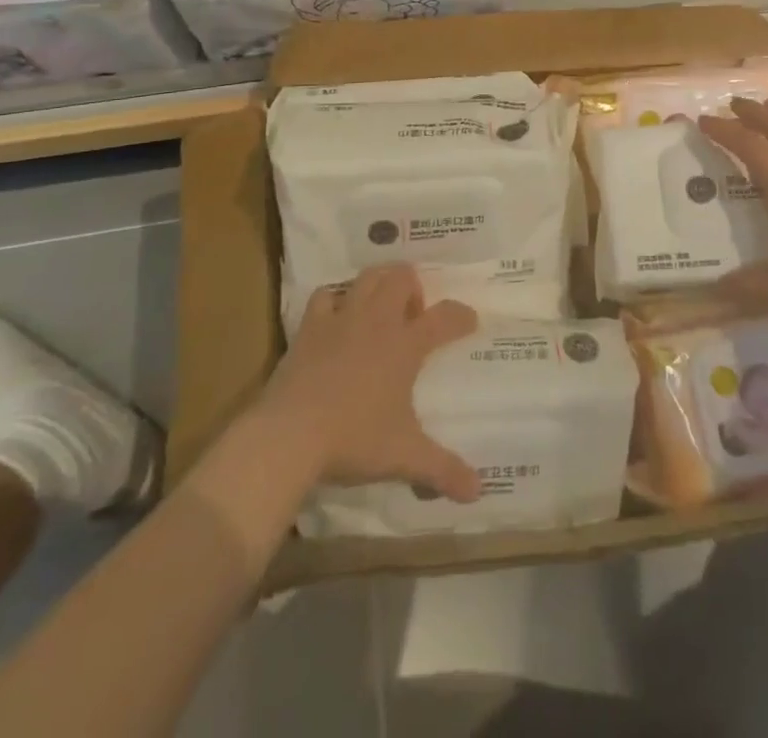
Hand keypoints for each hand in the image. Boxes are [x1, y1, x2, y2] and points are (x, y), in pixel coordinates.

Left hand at [258, 266, 481, 500]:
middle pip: (403, 277)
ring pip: (367, 277)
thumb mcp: (404, 457)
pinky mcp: (310, 328)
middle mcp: (378, 321)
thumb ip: (442, 470)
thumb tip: (478, 491)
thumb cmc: (354, 440)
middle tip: (412, 317)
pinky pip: (324, 296)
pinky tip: (336, 318)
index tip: (469, 321)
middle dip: (414, 287)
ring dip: (379, 283)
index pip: (445, 318)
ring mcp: (341, 319)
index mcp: (406, 345)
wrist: (289, 436)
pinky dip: (334, 300)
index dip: (461, 316)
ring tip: (381, 307)